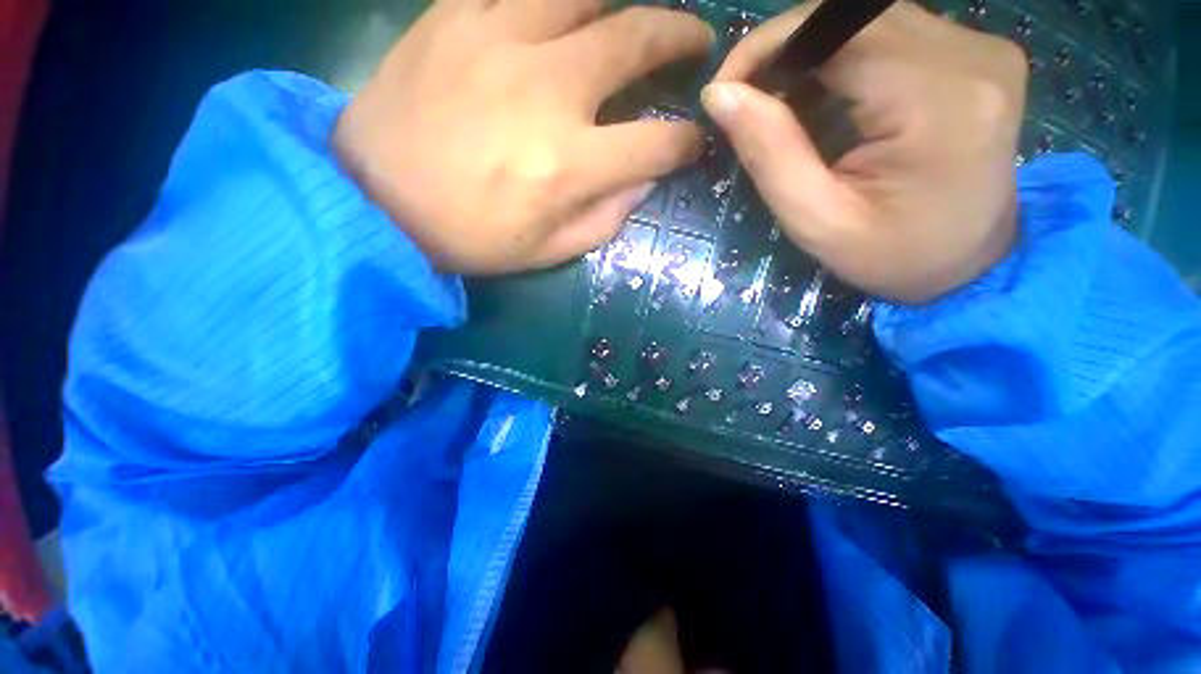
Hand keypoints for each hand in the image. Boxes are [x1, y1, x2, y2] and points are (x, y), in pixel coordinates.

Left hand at [334, 0, 713, 274]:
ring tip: (636, 14)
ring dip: (624, 1)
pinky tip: (568, 9)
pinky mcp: (454, 15)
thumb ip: (606, 218)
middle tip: (698, 40)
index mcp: (568, 165)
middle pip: (636, 41)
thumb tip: (643, 181)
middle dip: (681, 38)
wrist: (377, 203)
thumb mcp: (549, 251)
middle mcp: (545, 91)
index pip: (655, 144)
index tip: (692, 142)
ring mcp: (497, 39)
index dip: (685, 143)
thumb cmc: (471, 237)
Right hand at [701, 2, 1026, 303]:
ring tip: (782, 107)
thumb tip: (720, 95)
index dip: (767, 48)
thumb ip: (770, 155)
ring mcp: (980, 47)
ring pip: (867, 18)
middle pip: (851, 16)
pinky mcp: (976, 52)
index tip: (725, 91)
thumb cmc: (890, 256)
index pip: (834, 31)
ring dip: (810, 55)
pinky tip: (825, 101)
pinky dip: (842, 59)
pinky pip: (890, 32)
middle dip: (784, 49)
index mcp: (937, 101)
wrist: (969, 263)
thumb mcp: (817, 222)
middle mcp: (970, 54)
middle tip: (747, 101)